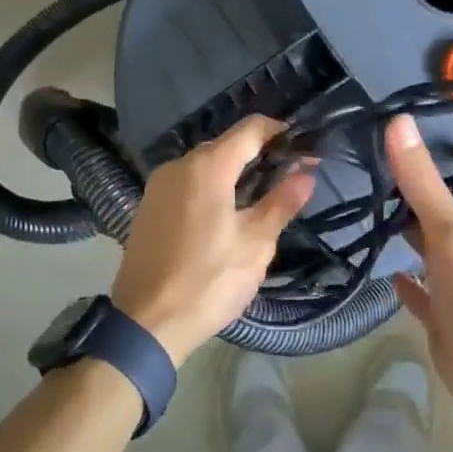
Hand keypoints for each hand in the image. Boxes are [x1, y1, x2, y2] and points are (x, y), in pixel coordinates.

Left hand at [111, 115, 315, 364]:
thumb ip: (281, 202)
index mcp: (207, 167)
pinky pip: (187, 183)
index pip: (250, 129)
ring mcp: (158, 185)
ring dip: (234, 172)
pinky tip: (226, 213)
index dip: (280, 132)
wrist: (146, 322)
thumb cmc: (208, 281)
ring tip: (262, 197)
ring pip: (205, 164)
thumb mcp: (255, 244)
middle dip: (259, 154)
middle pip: (226, 144)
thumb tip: (306, 173)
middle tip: (289, 176)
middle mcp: (178, 165)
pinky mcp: (149, 205)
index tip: (304, 148)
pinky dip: (211, 186)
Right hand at [384, 113, 452, 426]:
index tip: (446, 136)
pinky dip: (406, 280)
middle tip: (391, 163)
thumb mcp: (450, 231)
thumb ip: (423, 183)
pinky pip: (422, 292)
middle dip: (430, 189)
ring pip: (434, 248)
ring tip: (374, 204)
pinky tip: (385, 271)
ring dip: (412, 231)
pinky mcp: (442, 314)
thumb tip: (398, 123)